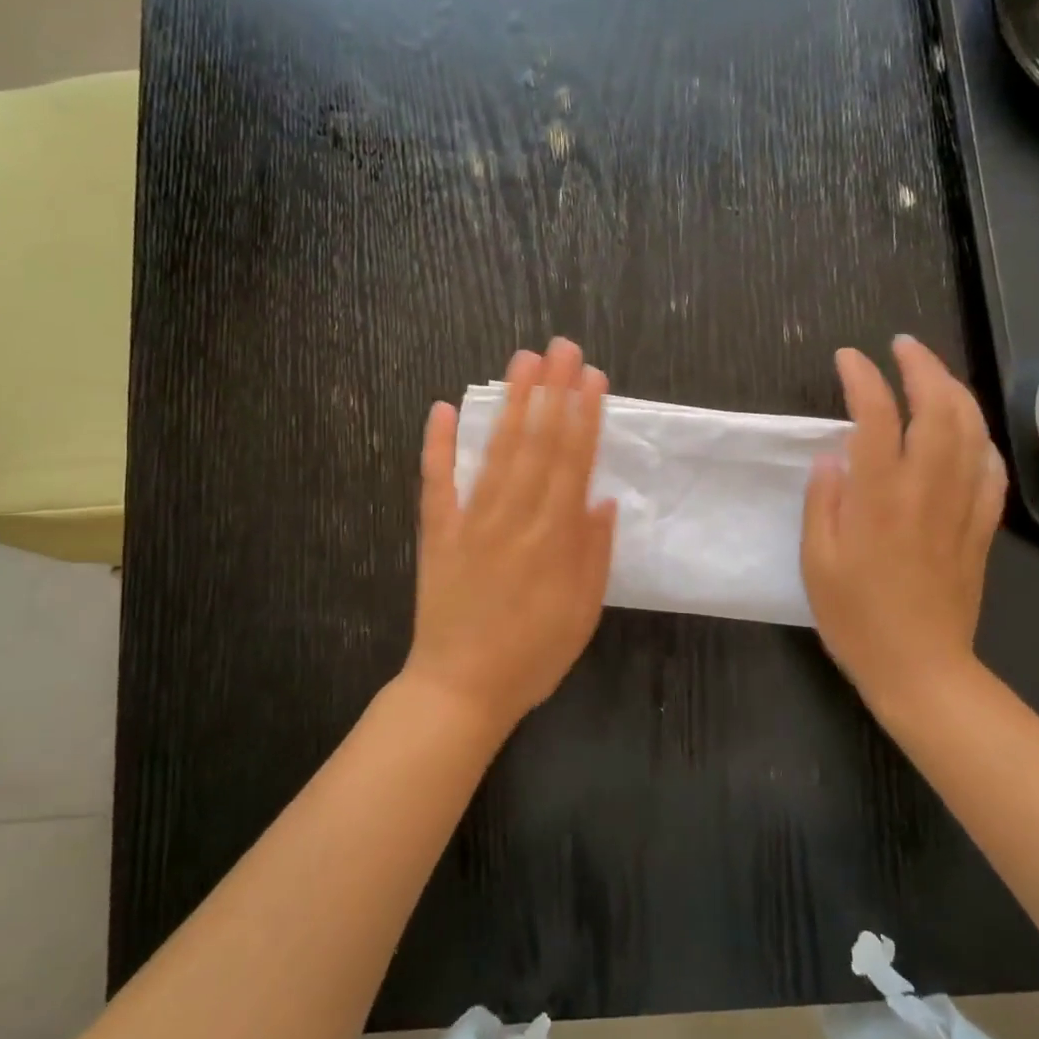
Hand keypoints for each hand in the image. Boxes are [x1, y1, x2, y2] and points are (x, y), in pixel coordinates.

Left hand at [405, 338, 617, 735]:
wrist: (459, 691)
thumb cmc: (531, 656)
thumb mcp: (582, 614)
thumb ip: (594, 554)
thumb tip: (602, 497)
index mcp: (554, 538)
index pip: (573, 462)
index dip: (584, 416)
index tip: (592, 377)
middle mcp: (514, 518)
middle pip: (538, 443)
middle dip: (553, 392)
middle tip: (562, 347)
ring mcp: (471, 522)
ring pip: (495, 451)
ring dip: (510, 403)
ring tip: (523, 362)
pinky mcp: (437, 533)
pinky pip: (436, 482)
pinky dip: (436, 445)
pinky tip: (440, 408)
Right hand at [802, 336, 1005, 718]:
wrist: (920, 668)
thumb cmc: (855, 617)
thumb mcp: (816, 561)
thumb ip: (823, 501)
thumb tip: (832, 455)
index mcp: (879, 497)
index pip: (876, 417)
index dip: (863, 378)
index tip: (848, 358)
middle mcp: (927, 490)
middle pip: (938, 409)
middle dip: (922, 367)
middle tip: (902, 347)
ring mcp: (962, 506)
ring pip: (971, 431)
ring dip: (954, 391)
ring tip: (933, 373)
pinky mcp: (982, 528)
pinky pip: (990, 470)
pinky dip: (980, 437)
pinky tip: (968, 429)